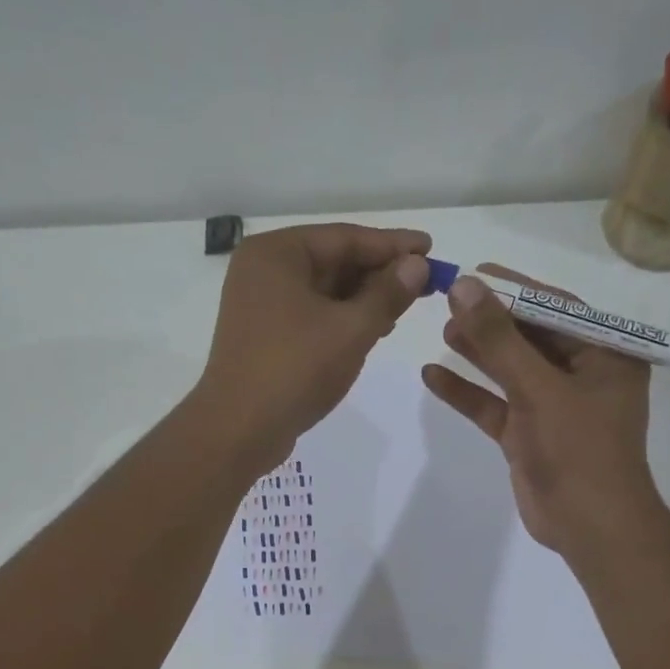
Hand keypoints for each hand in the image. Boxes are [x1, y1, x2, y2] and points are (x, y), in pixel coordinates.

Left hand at [192, 222, 430, 471]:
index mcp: (276, 253)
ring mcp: (259, 304)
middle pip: (333, 261)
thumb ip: (388, 293)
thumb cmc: (295, 370)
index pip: (345, 238)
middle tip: (425, 283)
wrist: (239, 430)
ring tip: (404, 308)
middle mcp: (262, 270)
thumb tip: (417, 264)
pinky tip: (373, 330)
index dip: (392, 245)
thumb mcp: (351, 329)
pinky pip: (311, 314)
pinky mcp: (264, 335)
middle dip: (379, 273)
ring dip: (364, 298)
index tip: (431, 248)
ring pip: (323, 290)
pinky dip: (342, 319)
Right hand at [421, 265, 660, 556]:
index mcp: (604, 355)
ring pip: (509, 370)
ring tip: (442, 331)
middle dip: (490, 320)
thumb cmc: (578, 450)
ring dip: (477, 352)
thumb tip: (465, 286)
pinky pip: (494, 405)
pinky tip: (432, 376)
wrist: (589, 526)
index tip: (473, 273)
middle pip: (529, 337)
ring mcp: (552, 406)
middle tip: (448, 301)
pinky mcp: (527, 434)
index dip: (514, 289)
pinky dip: (467, 392)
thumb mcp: (539, 389)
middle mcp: (581, 374)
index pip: (556, 308)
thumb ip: (500, 339)